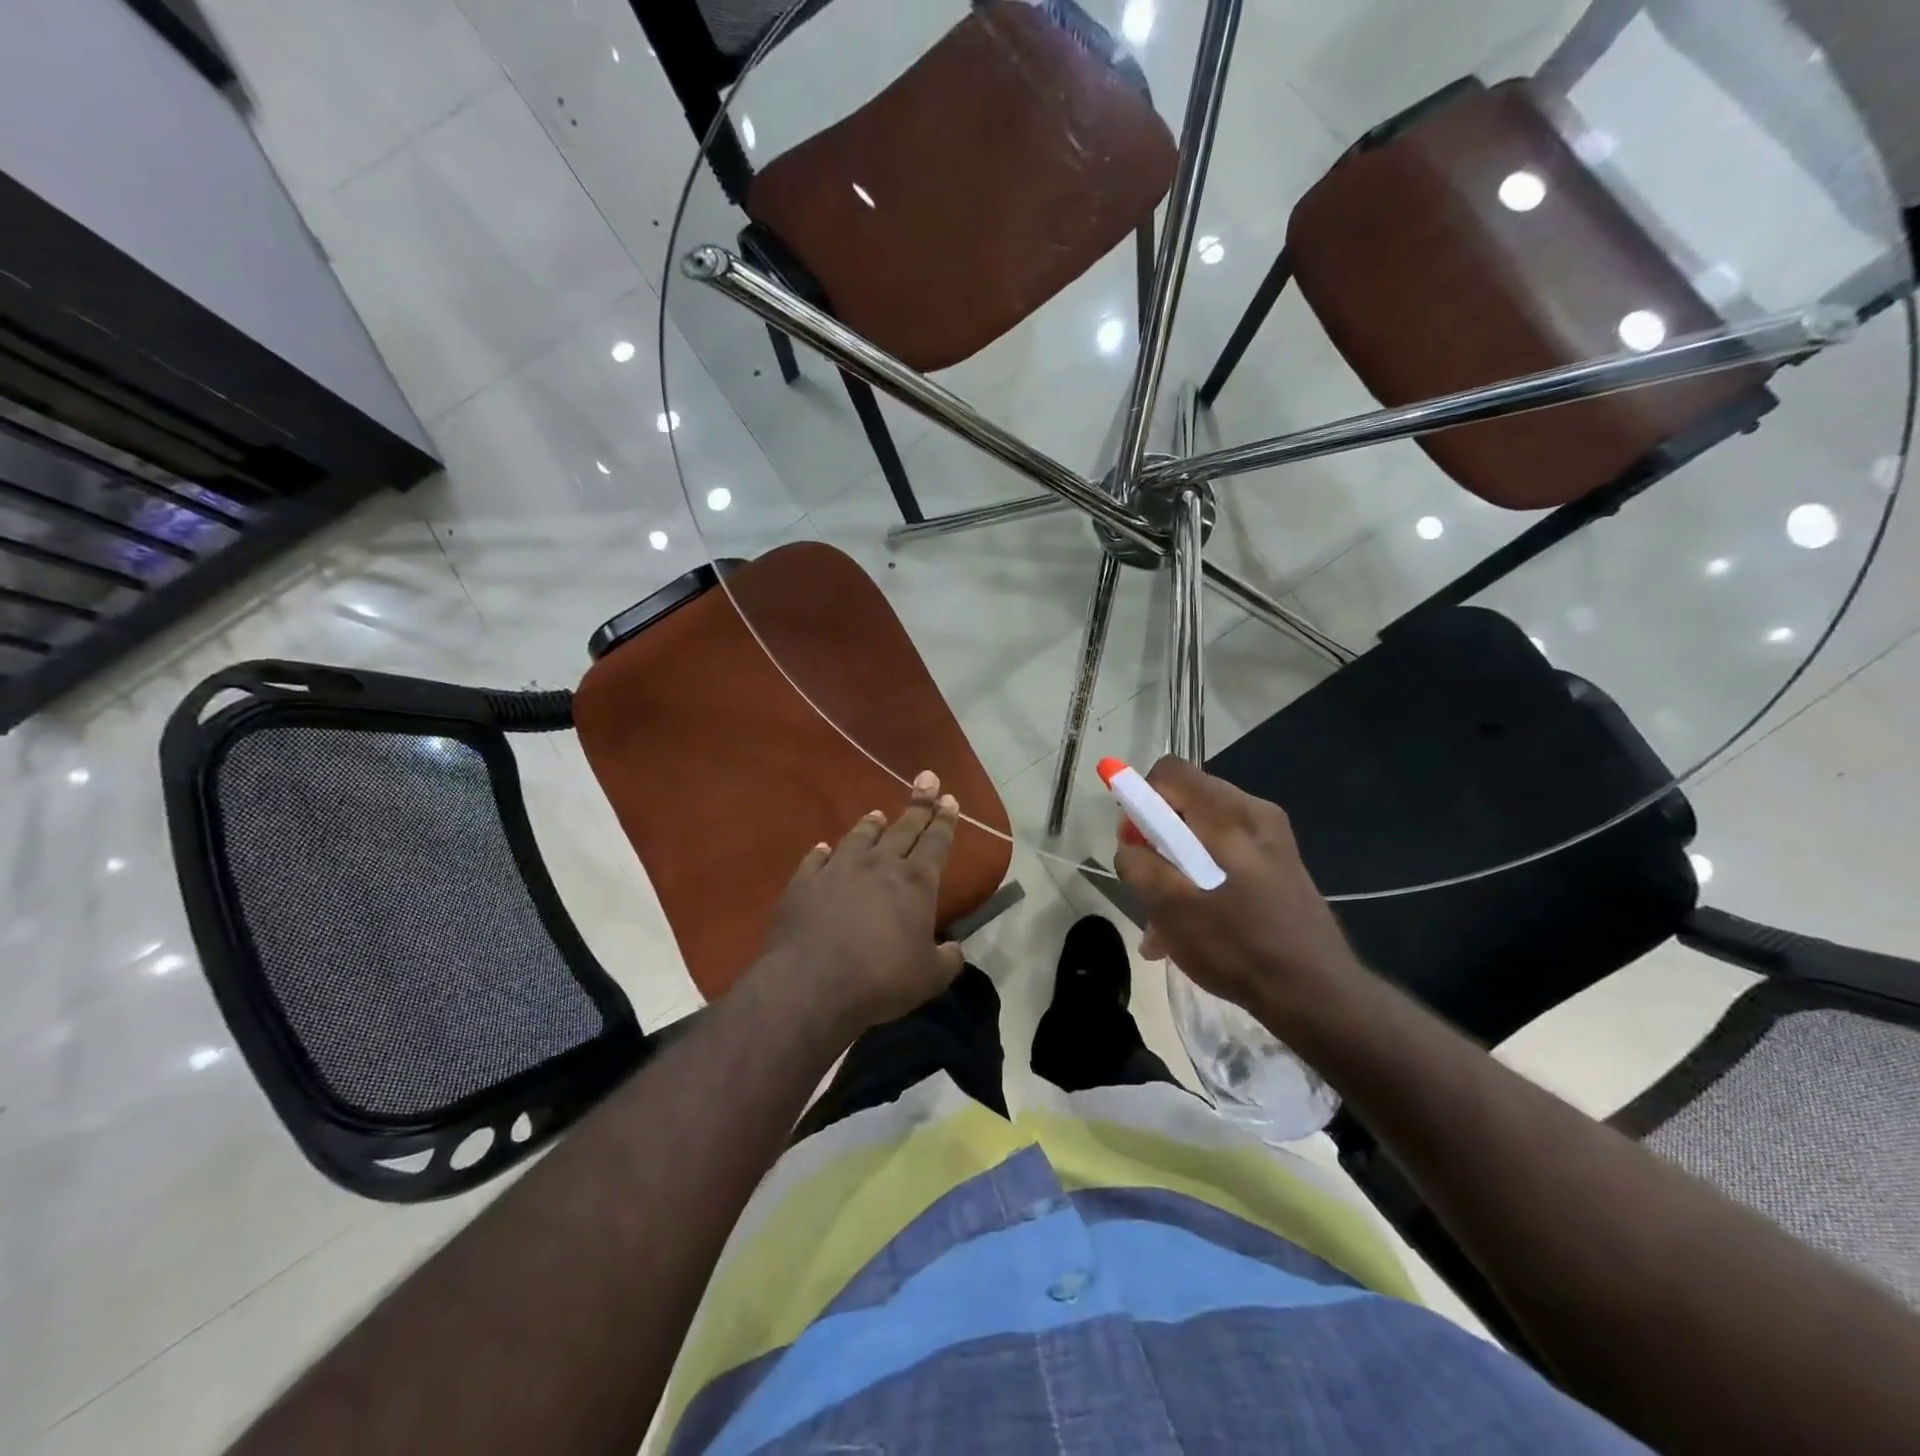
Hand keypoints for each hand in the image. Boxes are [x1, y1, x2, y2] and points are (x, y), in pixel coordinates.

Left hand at [752, 770, 965, 1038]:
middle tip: (927, 779)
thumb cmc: (880, 980)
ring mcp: (838, 871)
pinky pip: (815, 860)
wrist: (810, 984)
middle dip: (919, 805)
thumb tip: (954, 950)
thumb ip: (947, 960)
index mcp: (915, 883)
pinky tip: (823, 848)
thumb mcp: (929, 978)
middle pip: (903, 829)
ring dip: (871, 825)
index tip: (950, 799)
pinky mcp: (804, 884)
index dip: (945, 821)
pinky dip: (822, 853)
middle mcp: (878, 866)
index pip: (936, 843)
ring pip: (859, 838)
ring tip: (877, 813)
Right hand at [1114, 757, 1363, 1025]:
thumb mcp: (1170, 907)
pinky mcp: (1280, 865)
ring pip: (1203, 835)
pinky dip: (1202, 880)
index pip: (1169, 771)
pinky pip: (1226, 857)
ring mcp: (1271, 839)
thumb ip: (1139, 864)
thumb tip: (1130, 845)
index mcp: (1229, 813)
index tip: (1135, 843)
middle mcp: (1254, 813)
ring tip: (1165, 923)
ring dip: (1176, 869)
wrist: (1317, 994)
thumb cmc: (1238, 945)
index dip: (1140, 799)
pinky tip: (1193, 927)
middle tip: (1148, 887)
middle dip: (1156, 841)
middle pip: (1185, 804)